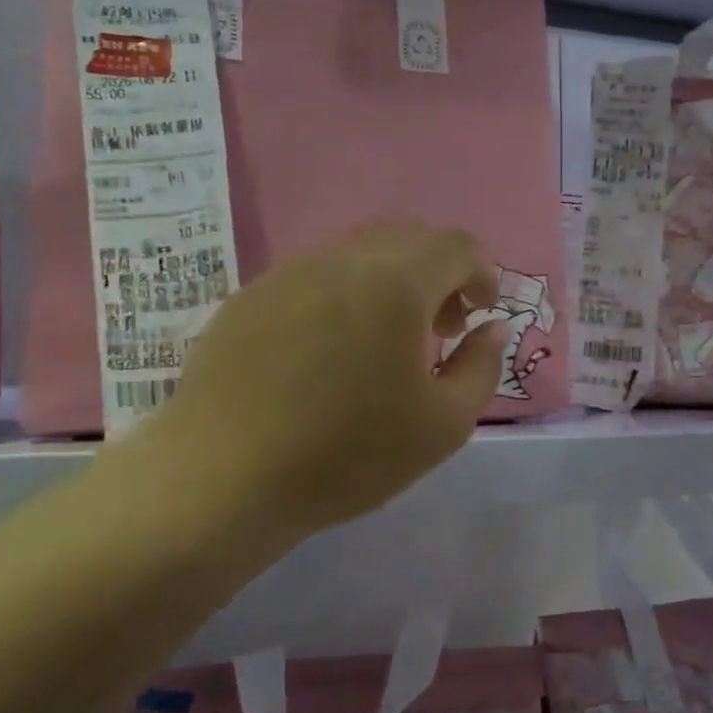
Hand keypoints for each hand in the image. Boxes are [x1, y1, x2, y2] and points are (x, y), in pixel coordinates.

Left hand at [121, 218, 506, 546]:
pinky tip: (331, 350)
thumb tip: (491, 328)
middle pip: (408, 235)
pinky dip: (345, 294)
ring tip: (387, 340)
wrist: (222, 478)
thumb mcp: (443, 425)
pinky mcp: (249, 296)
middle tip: (441, 326)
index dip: (482, 272)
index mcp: (395, 283)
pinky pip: (315, 274)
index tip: (482, 312)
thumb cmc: (347, 453)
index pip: (456, 245)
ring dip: (391, 279)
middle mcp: (342, 260)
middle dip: (439, 271)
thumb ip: (481, 367)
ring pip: (358, 251)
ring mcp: (288, 273)